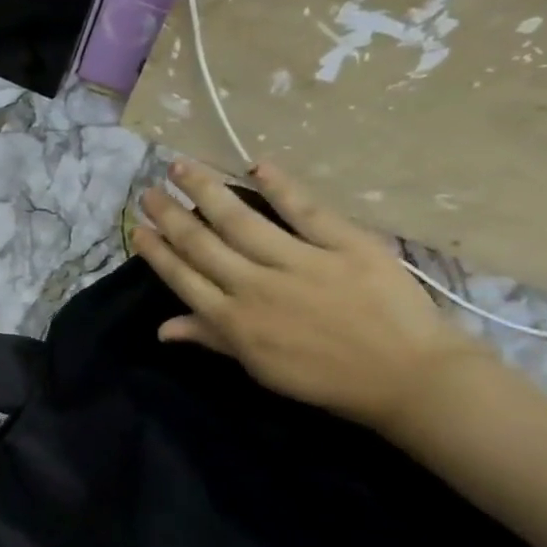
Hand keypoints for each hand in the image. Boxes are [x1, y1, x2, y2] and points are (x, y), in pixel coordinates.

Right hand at [129, 160, 488, 431]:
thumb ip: (212, 339)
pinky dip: (281, 187)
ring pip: (241, 220)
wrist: (408, 378)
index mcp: (235, 320)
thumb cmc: (327, 379)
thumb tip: (162, 328)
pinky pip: (306, 211)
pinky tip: (256, 166)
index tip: (138, 228)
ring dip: (206, 191)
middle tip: (150, 190)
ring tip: (181, 167)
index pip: (184, 278)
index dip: (157, 252)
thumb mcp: (260, 368)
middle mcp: (256, 286)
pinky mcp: (345, 246)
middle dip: (171, 215)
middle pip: (203, 243)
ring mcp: (300, 263)